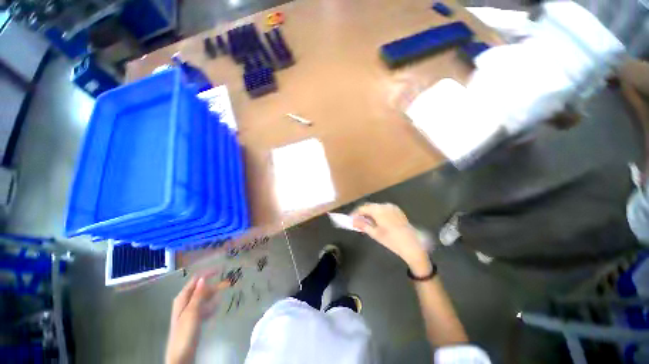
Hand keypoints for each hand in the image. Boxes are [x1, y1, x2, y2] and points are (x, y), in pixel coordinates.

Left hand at [166, 274, 230, 363]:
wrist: (181, 355)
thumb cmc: (185, 332)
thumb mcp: (192, 312)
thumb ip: (197, 295)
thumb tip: (203, 278)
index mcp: (183, 298)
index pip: (196, 280)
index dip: (207, 273)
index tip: (221, 268)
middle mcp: (186, 302)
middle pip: (201, 289)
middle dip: (214, 284)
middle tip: (229, 282)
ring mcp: (190, 311)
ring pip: (204, 298)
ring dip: (214, 293)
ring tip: (227, 289)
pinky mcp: (195, 319)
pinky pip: (205, 307)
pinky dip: (211, 304)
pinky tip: (218, 305)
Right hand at [351, 203, 431, 275]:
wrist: (413, 245)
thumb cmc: (392, 240)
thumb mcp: (375, 234)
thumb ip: (363, 225)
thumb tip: (353, 221)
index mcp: (378, 210)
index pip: (363, 208)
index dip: (355, 213)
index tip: (350, 219)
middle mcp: (385, 205)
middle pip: (370, 206)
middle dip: (362, 213)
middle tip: (357, 221)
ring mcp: (392, 207)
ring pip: (376, 207)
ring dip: (370, 213)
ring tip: (366, 222)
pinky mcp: (397, 211)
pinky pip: (383, 209)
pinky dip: (378, 213)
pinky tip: (377, 221)